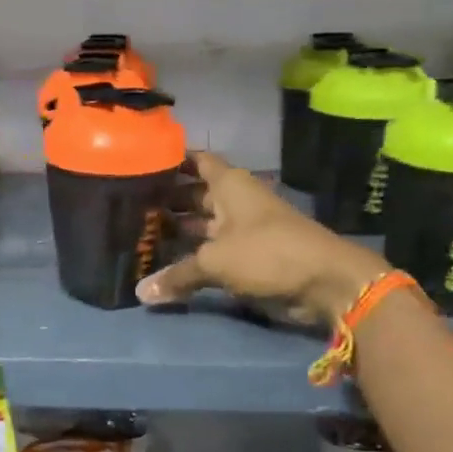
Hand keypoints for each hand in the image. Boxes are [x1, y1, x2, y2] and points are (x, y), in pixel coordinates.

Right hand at [136, 153, 384, 325]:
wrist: (324, 282)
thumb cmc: (267, 253)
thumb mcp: (216, 261)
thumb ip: (178, 274)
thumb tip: (141, 292)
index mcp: (230, 185)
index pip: (197, 161)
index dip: (173, 159)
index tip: (141, 162)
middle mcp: (234, 201)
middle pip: (194, 194)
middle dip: (166, 200)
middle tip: (128, 206)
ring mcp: (242, 230)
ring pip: (202, 225)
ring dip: (177, 230)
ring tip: (139, 234)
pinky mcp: (247, 256)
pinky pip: (211, 251)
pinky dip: (191, 256)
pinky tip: (164, 263)